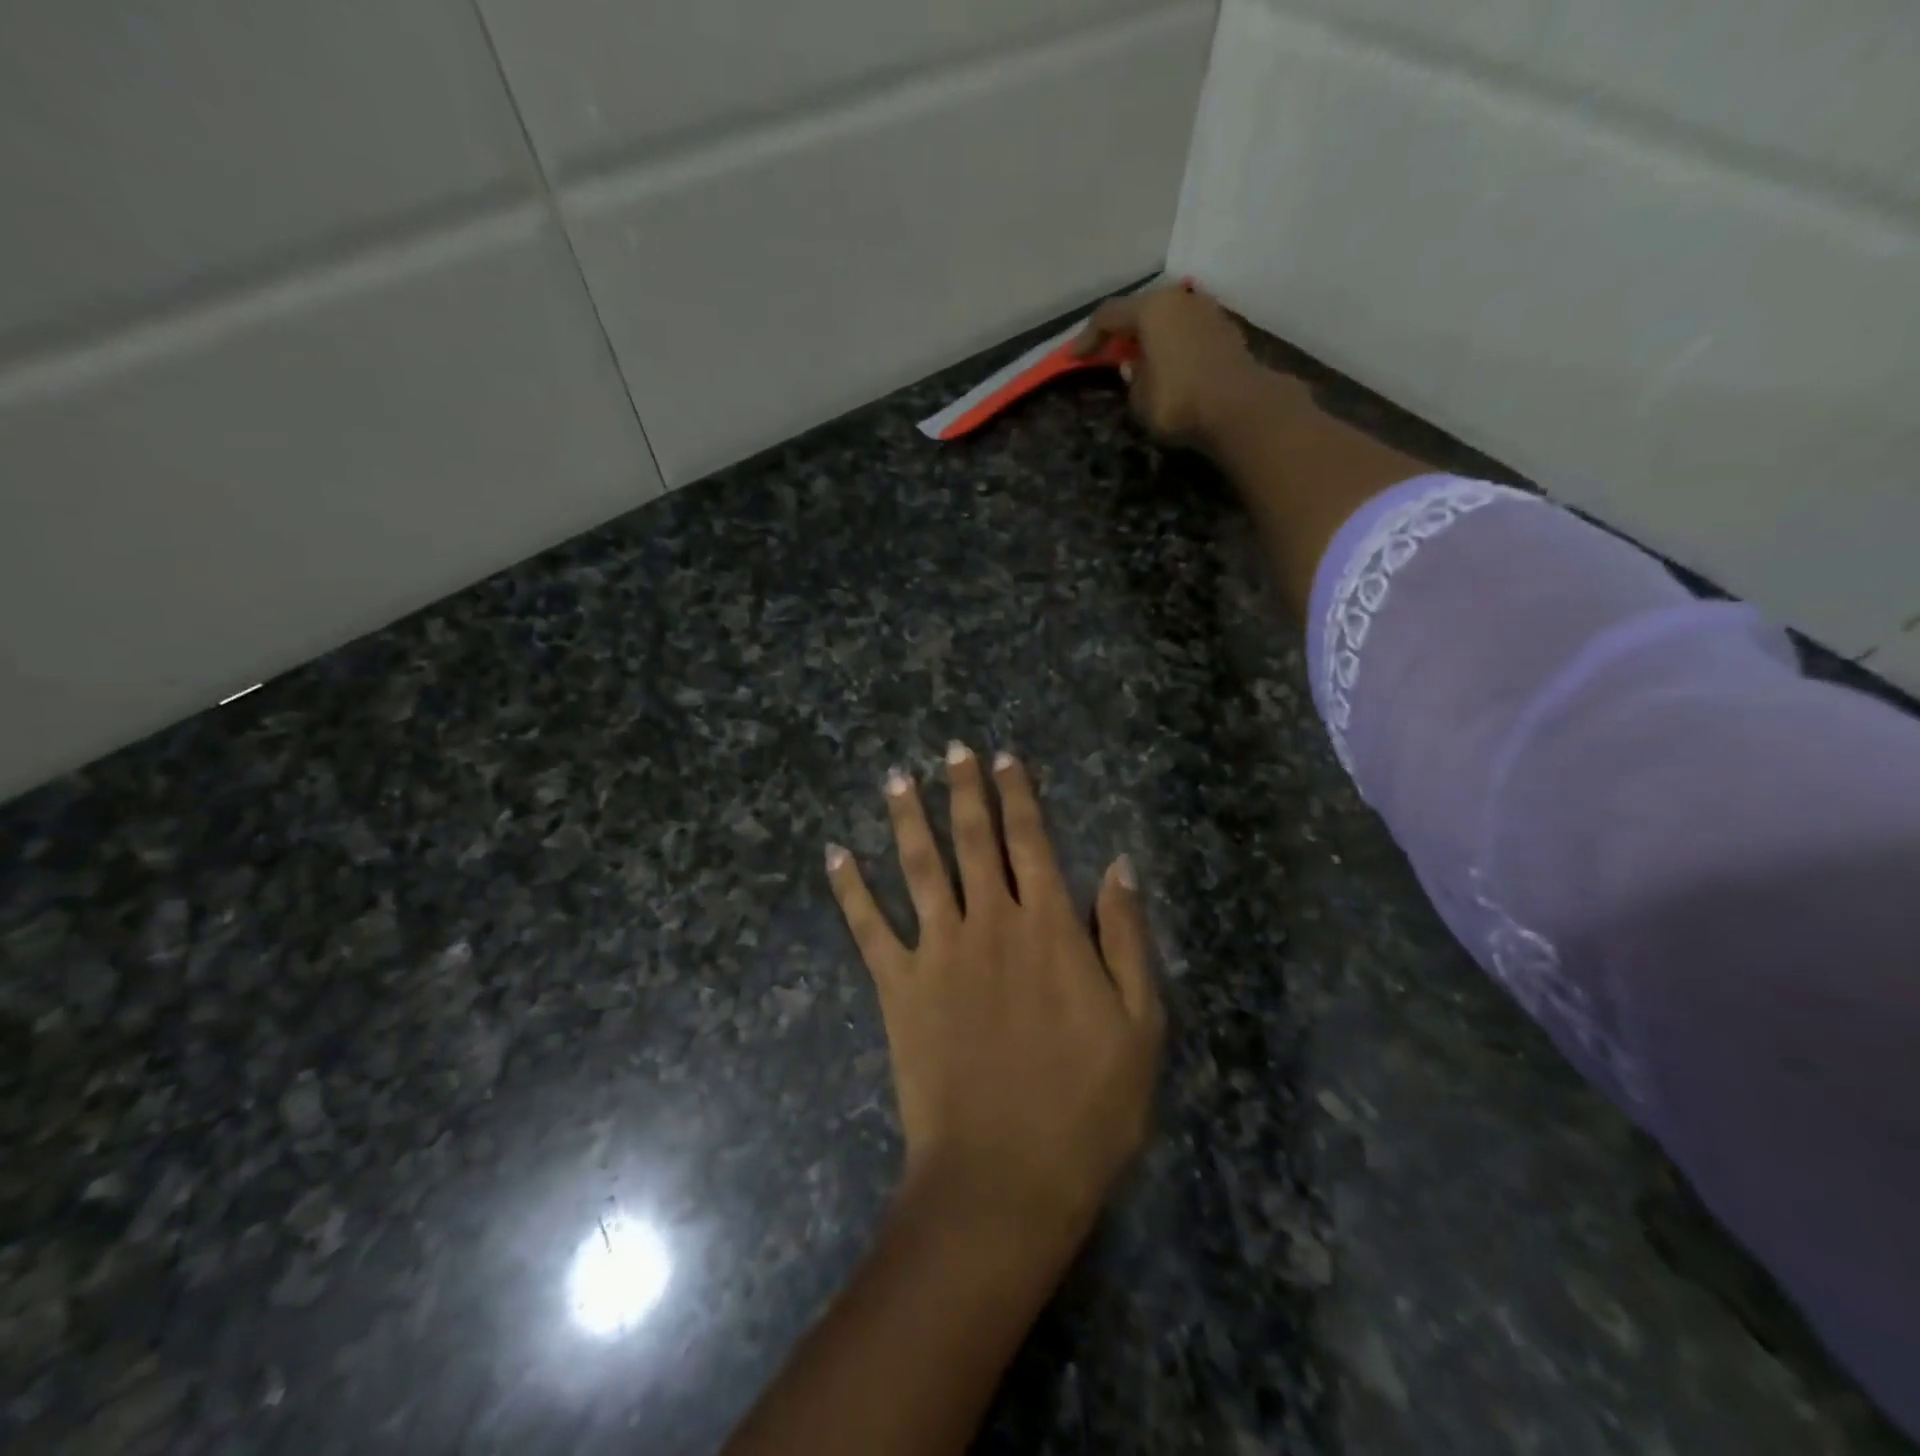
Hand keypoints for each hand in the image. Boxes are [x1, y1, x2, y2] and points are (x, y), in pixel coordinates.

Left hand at [826, 743, 1162, 1245]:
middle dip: (964, 789)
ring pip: (919, 866)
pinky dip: (849, 888)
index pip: (1031, 840)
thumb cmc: (1086, 1105)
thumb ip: (1125, 936)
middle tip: (953, 749)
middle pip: (973, 839)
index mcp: (1048, 926)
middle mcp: (989, 921)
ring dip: (906, 817)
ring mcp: (937, 950)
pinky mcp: (897, 985)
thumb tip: (1118, 864)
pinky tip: (834, 854)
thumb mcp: (1139, 1022)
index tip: (1005, 759)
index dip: (1018, 796)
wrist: (1004, 1174)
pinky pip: (868, 926)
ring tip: (897, 777)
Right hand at [1074, 282, 1268, 449]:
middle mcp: (1180, 299)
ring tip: (1139, 360)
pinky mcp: (1226, 331)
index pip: (1108, 316)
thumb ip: (1131, 379)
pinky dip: (1173, 345)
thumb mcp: (1140, 398)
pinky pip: (1188, 332)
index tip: (1074, 357)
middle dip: (1122, 332)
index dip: (1088, 338)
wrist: (1240, 408)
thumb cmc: (1179, 401)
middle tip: (1107, 353)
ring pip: (1168, 318)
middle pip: (1142, 310)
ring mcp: (1207, 311)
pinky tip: (1168, 365)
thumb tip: (1132, 366)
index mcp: (1151, 309)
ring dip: (1151, 337)